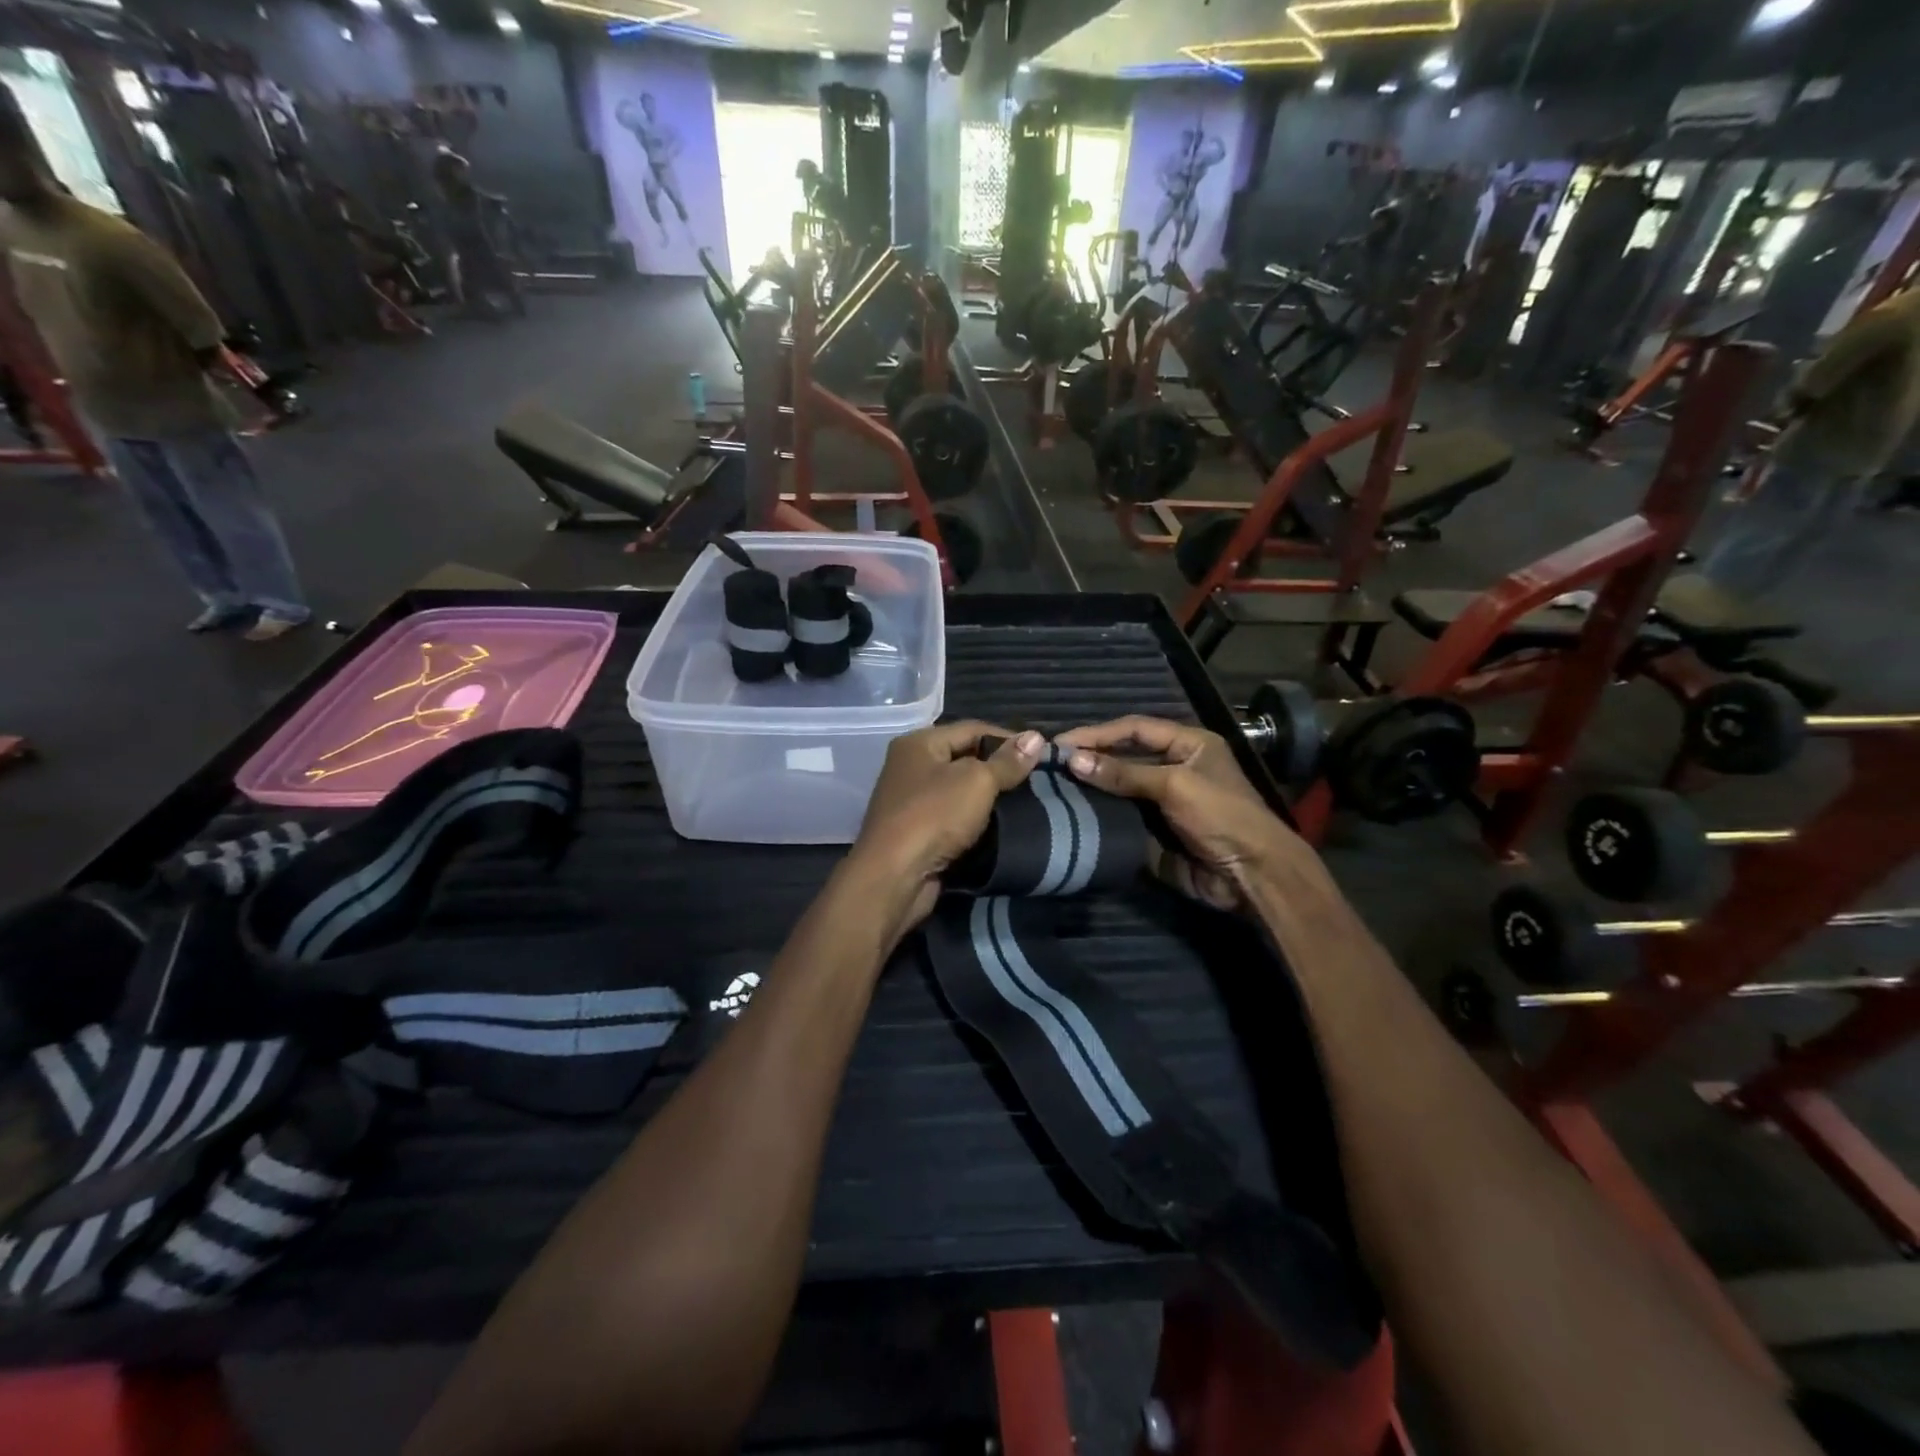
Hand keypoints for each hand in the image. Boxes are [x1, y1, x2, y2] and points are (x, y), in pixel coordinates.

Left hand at [843, 723, 1044, 943]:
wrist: (894, 877)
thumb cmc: (934, 816)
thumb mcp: (977, 781)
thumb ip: (1007, 761)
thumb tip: (1036, 737)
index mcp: (919, 743)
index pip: (972, 729)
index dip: (1008, 738)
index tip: (1041, 753)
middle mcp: (910, 766)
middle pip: (964, 758)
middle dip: (1000, 768)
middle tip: (1036, 779)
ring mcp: (911, 801)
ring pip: (960, 790)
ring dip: (989, 797)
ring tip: (1026, 802)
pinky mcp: (916, 832)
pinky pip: (953, 817)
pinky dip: (975, 820)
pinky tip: (1001, 826)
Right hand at [1055, 717, 1324, 911]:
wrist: (1251, 875)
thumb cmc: (1221, 816)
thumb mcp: (1174, 785)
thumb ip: (1124, 772)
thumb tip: (1073, 761)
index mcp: (1188, 745)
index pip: (1134, 729)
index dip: (1097, 733)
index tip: (1061, 743)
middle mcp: (1175, 768)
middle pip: (1124, 757)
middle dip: (1091, 759)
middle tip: (1052, 765)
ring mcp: (1164, 802)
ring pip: (1120, 789)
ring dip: (1092, 789)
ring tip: (1055, 788)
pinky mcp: (1156, 832)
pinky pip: (1123, 818)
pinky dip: (1101, 816)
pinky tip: (1074, 815)